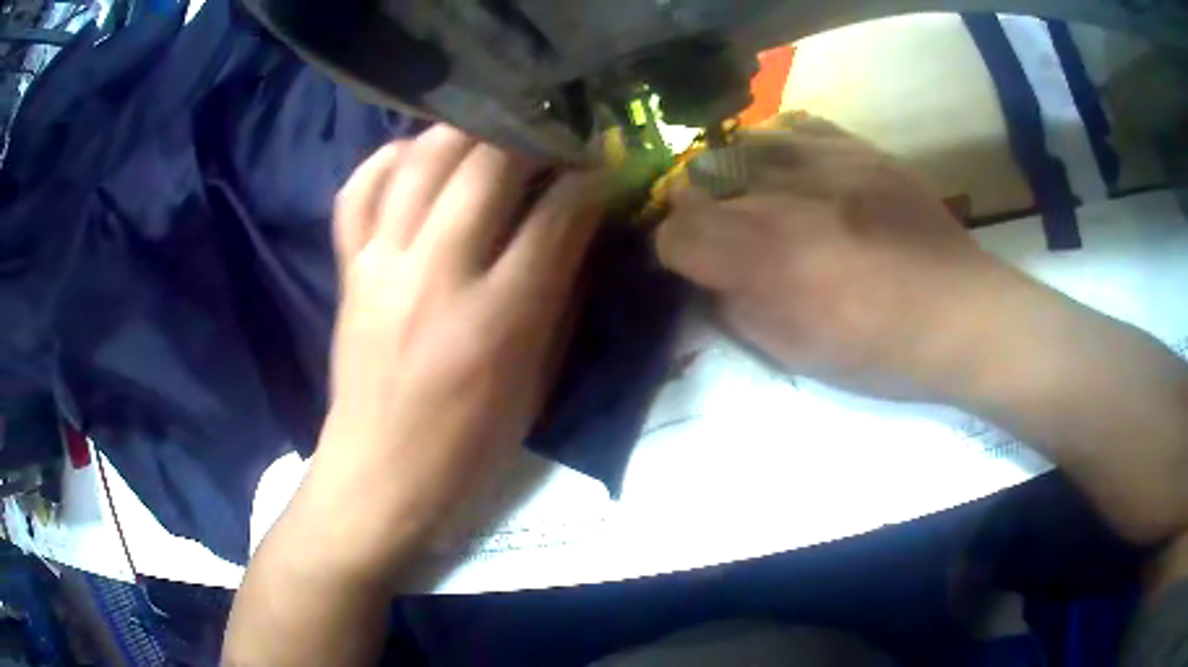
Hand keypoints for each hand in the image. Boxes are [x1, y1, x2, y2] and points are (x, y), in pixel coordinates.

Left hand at [309, 125, 604, 571]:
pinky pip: (359, 189)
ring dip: (466, 131)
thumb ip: (557, 295)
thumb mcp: (536, 380)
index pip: (557, 216)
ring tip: (493, 129)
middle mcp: (435, 276)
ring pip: (421, 159)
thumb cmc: (470, 444)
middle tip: (553, 131)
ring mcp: (381, 265)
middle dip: (531, 134)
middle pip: (486, 166)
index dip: (589, 178)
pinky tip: (417, 157)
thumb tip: (576, 226)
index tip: (603, 162)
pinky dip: (390, 159)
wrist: (382, 472)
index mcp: (497, 320)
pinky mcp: (348, 269)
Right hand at [657, 115, 1021, 400]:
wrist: (961, 314)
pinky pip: (796, 127)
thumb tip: (709, 279)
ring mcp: (827, 162)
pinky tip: (789, 168)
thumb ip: (738, 311)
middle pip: (702, 184)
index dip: (674, 250)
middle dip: (699, 211)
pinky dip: (778, 145)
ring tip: (755, 197)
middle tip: (722, 234)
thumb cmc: (882, 352)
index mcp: (771, 261)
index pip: (678, 232)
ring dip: (733, 174)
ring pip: (742, 147)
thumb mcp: (797, 354)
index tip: (691, 264)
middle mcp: (789, 198)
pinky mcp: (859, 148)